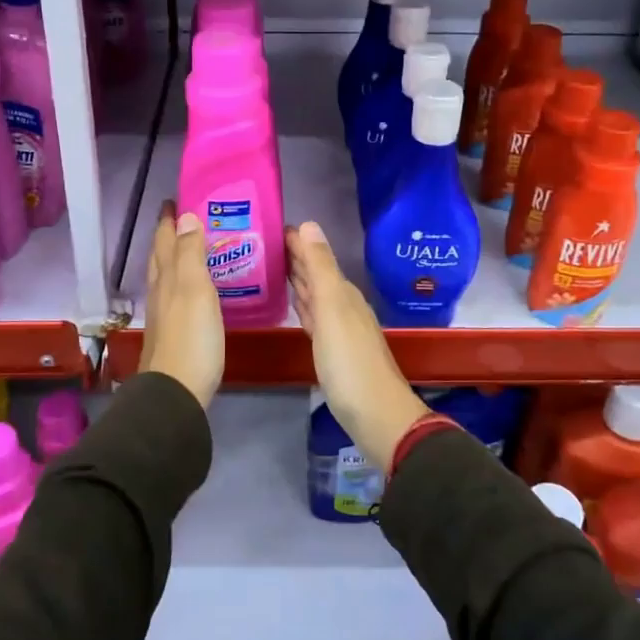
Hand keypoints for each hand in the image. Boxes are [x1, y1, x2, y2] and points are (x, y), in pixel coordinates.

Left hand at [140, 202, 223, 407]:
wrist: (176, 393)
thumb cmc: (191, 338)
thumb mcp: (194, 289)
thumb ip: (191, 253)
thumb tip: (186, 216)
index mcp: (166, 277)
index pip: (165, 240)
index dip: (168, 220)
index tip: (174, 200)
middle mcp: (160, 292)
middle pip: (160, 256)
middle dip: (168, 235)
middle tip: (182, 218)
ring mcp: (164, 315)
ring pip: (165, 276)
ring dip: (173, 257)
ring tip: (190, 247)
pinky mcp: (173, 334)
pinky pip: (175, 296)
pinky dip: (182, 282)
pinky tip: (193, 290)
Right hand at [285, 222, 427, 468]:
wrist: (376, 415)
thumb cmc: (350, 361)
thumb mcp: (332, 309)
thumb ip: (320, 268)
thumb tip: (309, 224)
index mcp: (342, 293)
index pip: (316, 257)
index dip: (297, 242)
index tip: (271, 227)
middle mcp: (342, 306)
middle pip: (316, 274)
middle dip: (294, 257)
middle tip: (264, 243)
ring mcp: (338, 329)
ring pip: (314, 295)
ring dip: (297, 280)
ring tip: (272, 267)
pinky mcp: (331, 351)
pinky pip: (313, 317)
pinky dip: (302, 305)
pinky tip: (294, 305)